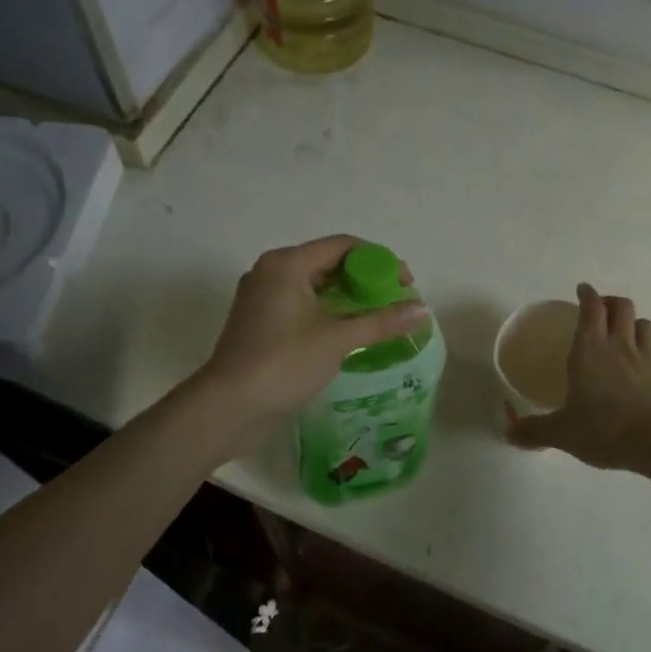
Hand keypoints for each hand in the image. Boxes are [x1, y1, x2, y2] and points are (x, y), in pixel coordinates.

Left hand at [195, 236, 428, 430]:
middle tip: (394, 302)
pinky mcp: (258, 320)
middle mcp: (271, 270)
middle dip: (364, 279)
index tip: (405, 284)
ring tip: (376, 318)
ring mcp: (261, 296)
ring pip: (313, 285)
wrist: (228, 406)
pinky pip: (299, 303)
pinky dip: (325, 311)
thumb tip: (423, 310)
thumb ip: (381, 322)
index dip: (379, 260)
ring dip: (346, 297)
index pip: (343, 245)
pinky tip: (346, 332)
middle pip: (328, 262)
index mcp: (287, 263)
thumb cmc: (283, 363)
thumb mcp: (338, 340)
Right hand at [506, 284, 650, 471]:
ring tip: (623, 334)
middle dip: (610, 302)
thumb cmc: (607, 430)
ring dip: (632, 323)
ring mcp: (649, 361)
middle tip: (600, 309)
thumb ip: (535, 431)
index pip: (591, 308)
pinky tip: (640, 376)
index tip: (583, 290)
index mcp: (590, 351)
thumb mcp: (563, 434)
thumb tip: (509, 434)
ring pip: (644, 325)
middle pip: (621, 307)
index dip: (587, 295)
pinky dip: (647, 357)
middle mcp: (621, 347)